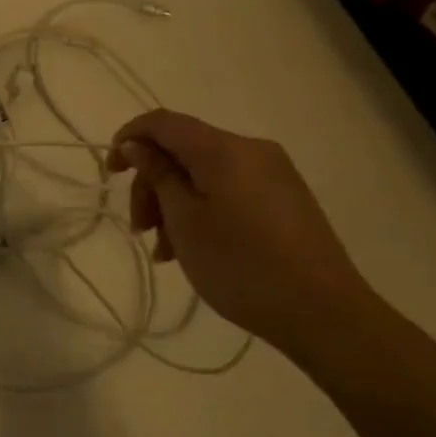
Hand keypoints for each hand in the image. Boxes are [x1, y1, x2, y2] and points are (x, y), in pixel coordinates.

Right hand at [107, 109, 382, 360]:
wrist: (325, 314)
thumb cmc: (242, 265)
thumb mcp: (185, 221)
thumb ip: (157, 175)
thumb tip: (137, 145)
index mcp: (223, 149)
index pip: (162, 122)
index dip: (129, 138)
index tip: (110, 173)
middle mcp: (250, 150)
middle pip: (182, 150)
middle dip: (152, 183)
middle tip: (139, 228)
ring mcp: (272, 174)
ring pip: (203, 173)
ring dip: (174, 203)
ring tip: (164, 250)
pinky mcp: (284, 198)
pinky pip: (228, 189)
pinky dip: (202, 209)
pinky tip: (192, 247)